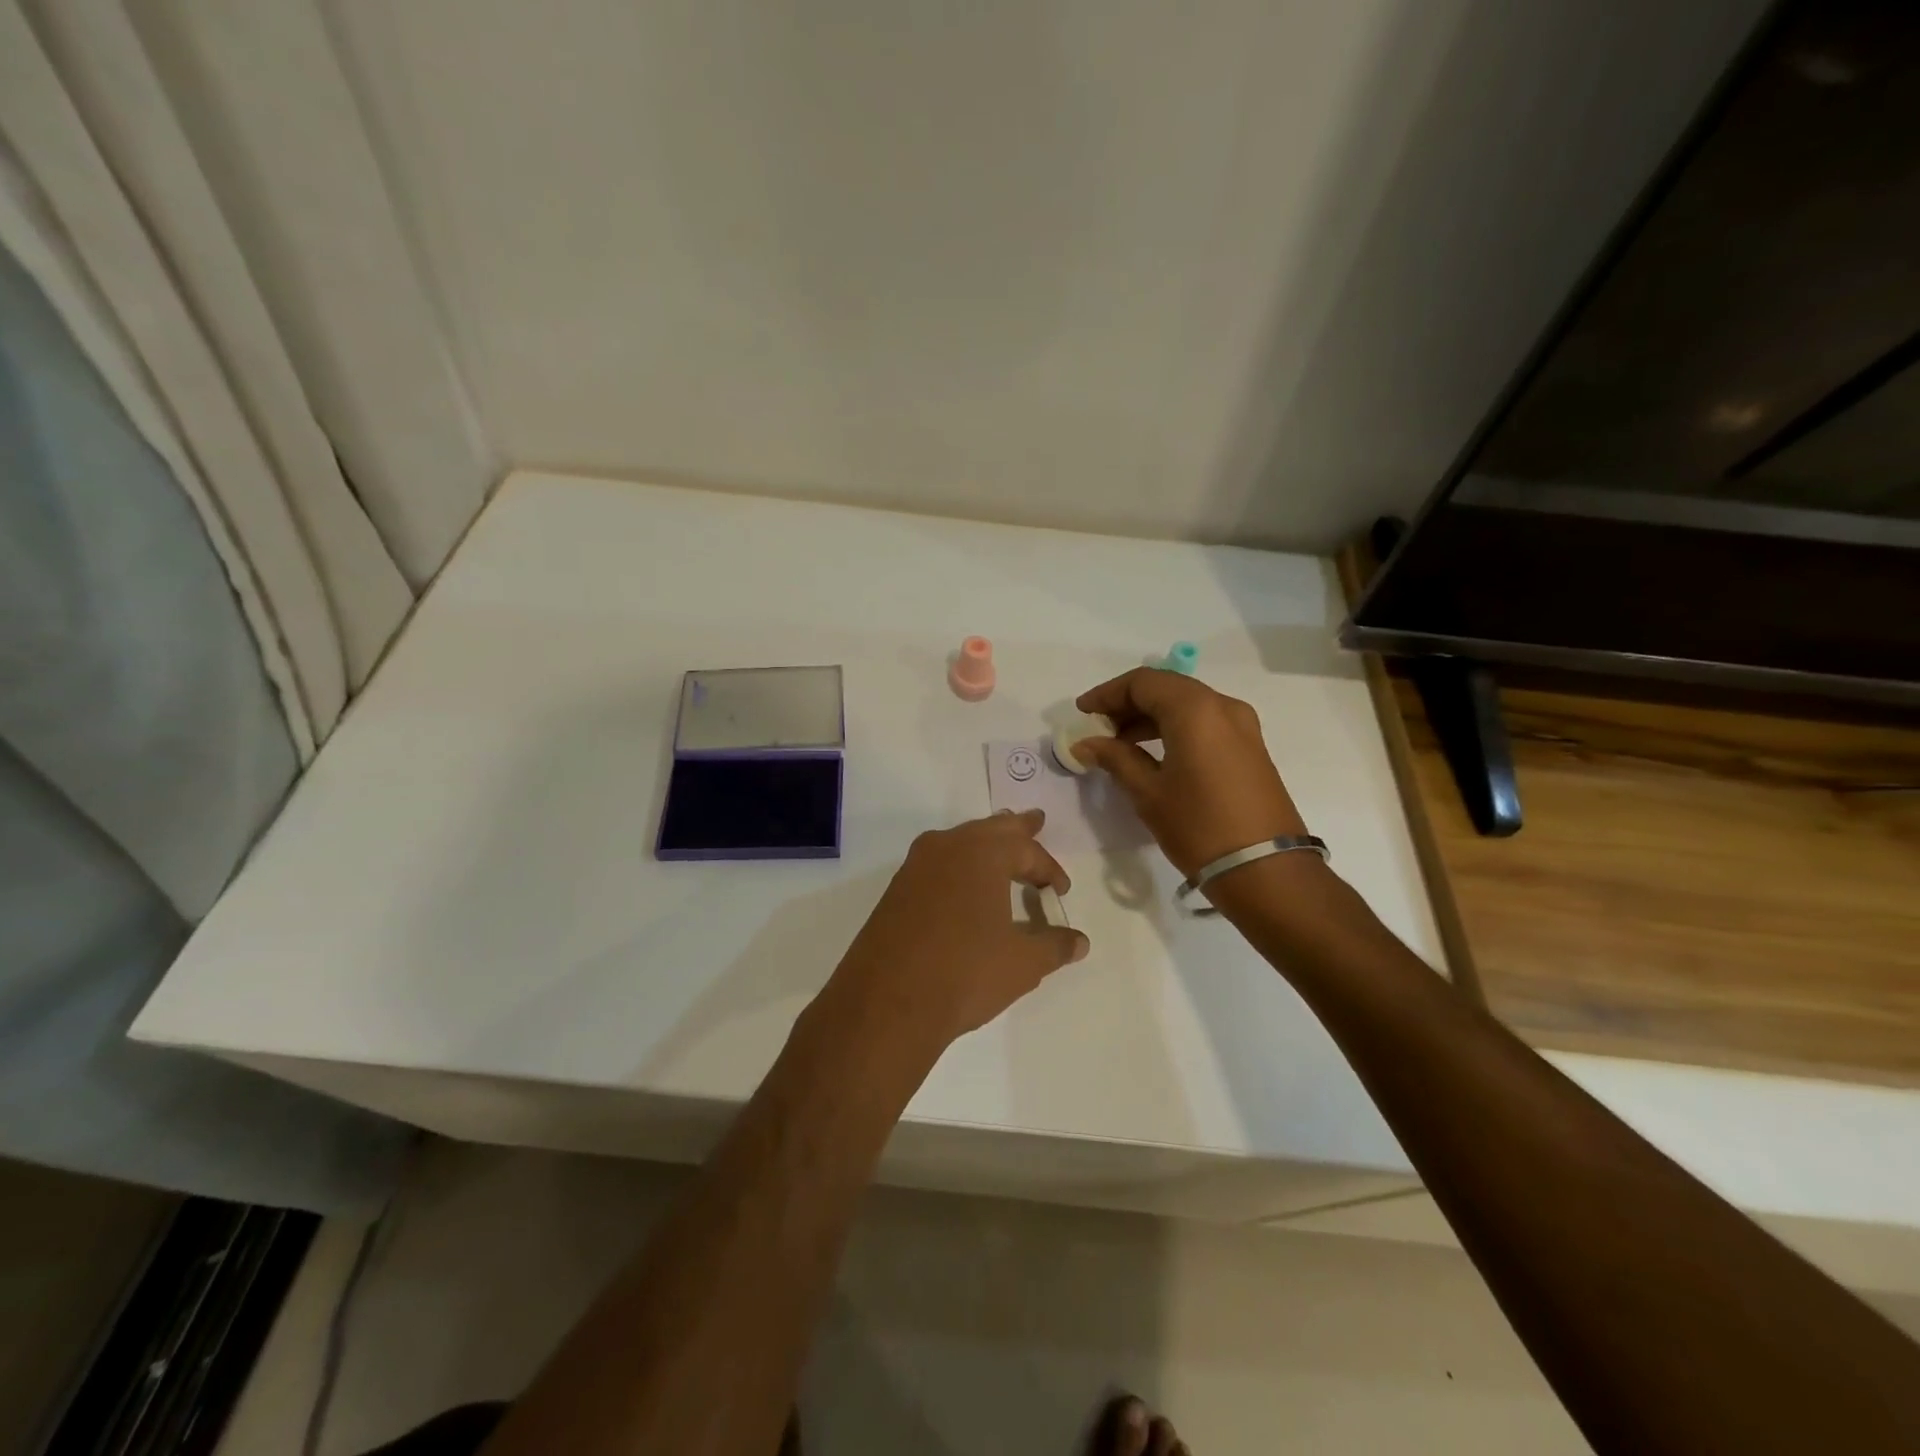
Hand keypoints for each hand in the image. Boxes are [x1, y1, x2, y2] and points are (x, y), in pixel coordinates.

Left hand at [824, 810, 1089, 1054]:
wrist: (887, 1001)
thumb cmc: (965, 971)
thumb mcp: (1023, 962)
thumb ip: (1054, 946)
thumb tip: (1079, 942)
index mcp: (982, 853)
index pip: (1027, 851)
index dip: (1049, 870)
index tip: (1061, 892)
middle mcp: (947, 847)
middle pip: (990, 829)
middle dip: (1016, 829)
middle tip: (1034, 820)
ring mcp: (916, 866)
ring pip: (959, 842)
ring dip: (984, 843)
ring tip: (1000, 844)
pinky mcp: (896, 890)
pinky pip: (937, 863)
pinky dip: (959, 865)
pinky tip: (963, 883)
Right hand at [1072, 668, 1308, 877]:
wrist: (1266, 871)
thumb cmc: (1199, 827)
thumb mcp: (1149, 793)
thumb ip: (1115, 758)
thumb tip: (1086, 744)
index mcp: (1195, 710)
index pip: (1143, 682)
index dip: (1108, 693)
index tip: (1082, 713)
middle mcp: (1223, 706)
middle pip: (1167, 688)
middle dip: (1129, 704)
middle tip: (1099, 728)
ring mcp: (1243, 726)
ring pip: (1187, 705)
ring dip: (1151, 716)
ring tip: (1121, 744)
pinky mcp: (1250, 748)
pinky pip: (1205, 723)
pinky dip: (1175, 728)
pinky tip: (1154, 754)